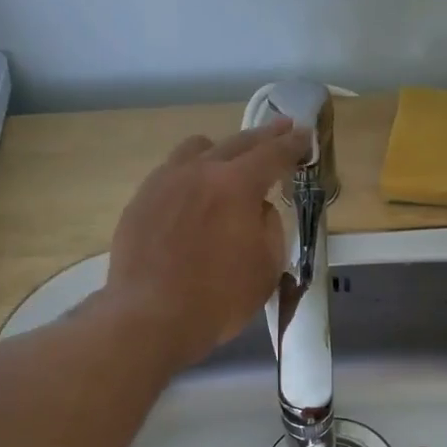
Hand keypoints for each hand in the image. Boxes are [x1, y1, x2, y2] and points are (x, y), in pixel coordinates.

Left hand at [104, 119, 312, 370]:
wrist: (150, 318)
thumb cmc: (219, 299)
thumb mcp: (267, 267)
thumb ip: (269, 226)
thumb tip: (258, 208)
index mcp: (236, 185)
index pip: (273, 155)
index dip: (293, 144)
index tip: (305, 136)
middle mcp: (199, 171)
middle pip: (237, 143)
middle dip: (264, 136)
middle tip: (282, 128)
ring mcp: (164, 182)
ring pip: (197, 149)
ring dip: (222, 149)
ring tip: (230, 159)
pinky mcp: (141, 199)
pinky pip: (171, 171)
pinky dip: (191, 172)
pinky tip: (193, 190)